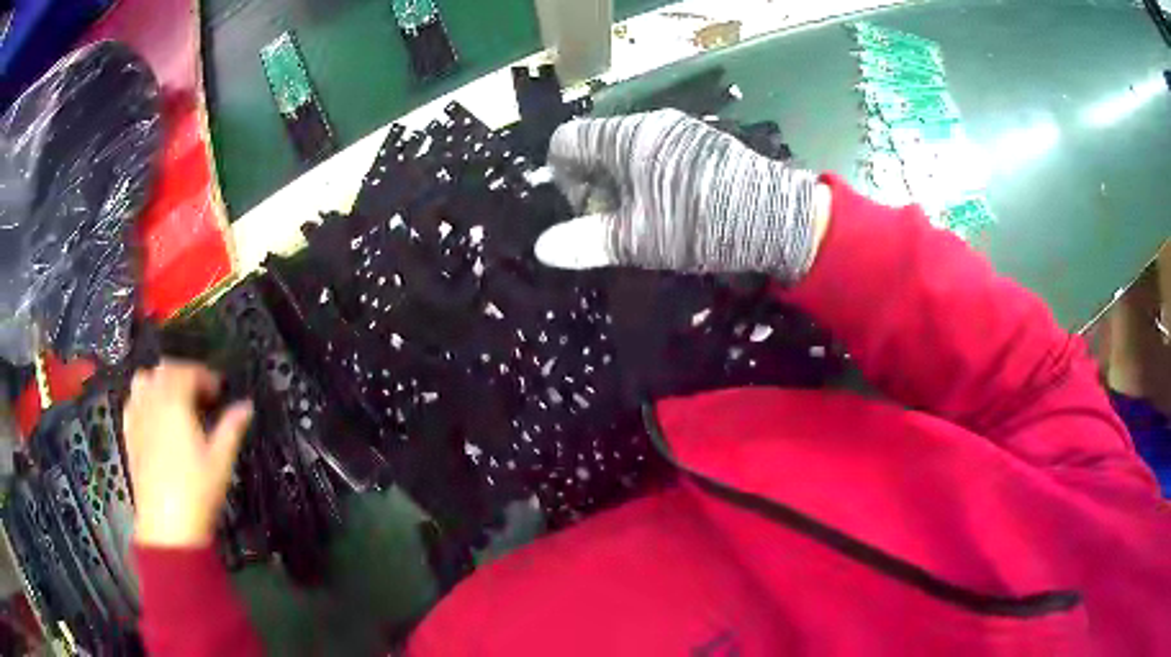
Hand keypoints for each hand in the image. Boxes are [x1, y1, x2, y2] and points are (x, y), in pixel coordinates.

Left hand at [123, 360, 252, 548]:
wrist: (167, 525)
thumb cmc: (197, 491)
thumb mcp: (221, 461)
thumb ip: (232, 427)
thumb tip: (246, 405)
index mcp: (175, 401)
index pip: (188, 371)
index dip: (205, 376)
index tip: (219, 391)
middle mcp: (152, 401)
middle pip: (164, 370)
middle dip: (183, 374)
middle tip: (199, 396)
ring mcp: (137, 416)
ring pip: (143, 380)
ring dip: (159, 381)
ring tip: (173, 401)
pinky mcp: (128, 434)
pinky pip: (132, 402)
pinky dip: (143, 399)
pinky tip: (153, 417)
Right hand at [535, 109, 831, 278]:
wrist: (775, 218)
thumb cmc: (699, 224)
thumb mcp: (638, 239)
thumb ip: (586, 241)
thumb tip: (541, 249)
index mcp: (625, 138)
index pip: (566, 141)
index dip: (562, 177)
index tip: (583, 211)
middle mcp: (649, 123)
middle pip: (597, 146)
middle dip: (595, 185)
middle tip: (616, 223)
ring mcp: (680, 129)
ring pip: (629, 151)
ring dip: (623, 184)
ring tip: (647, 220)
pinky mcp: (702, 141)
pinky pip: (658, 153)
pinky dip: (650, 178)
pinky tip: (674, 207)